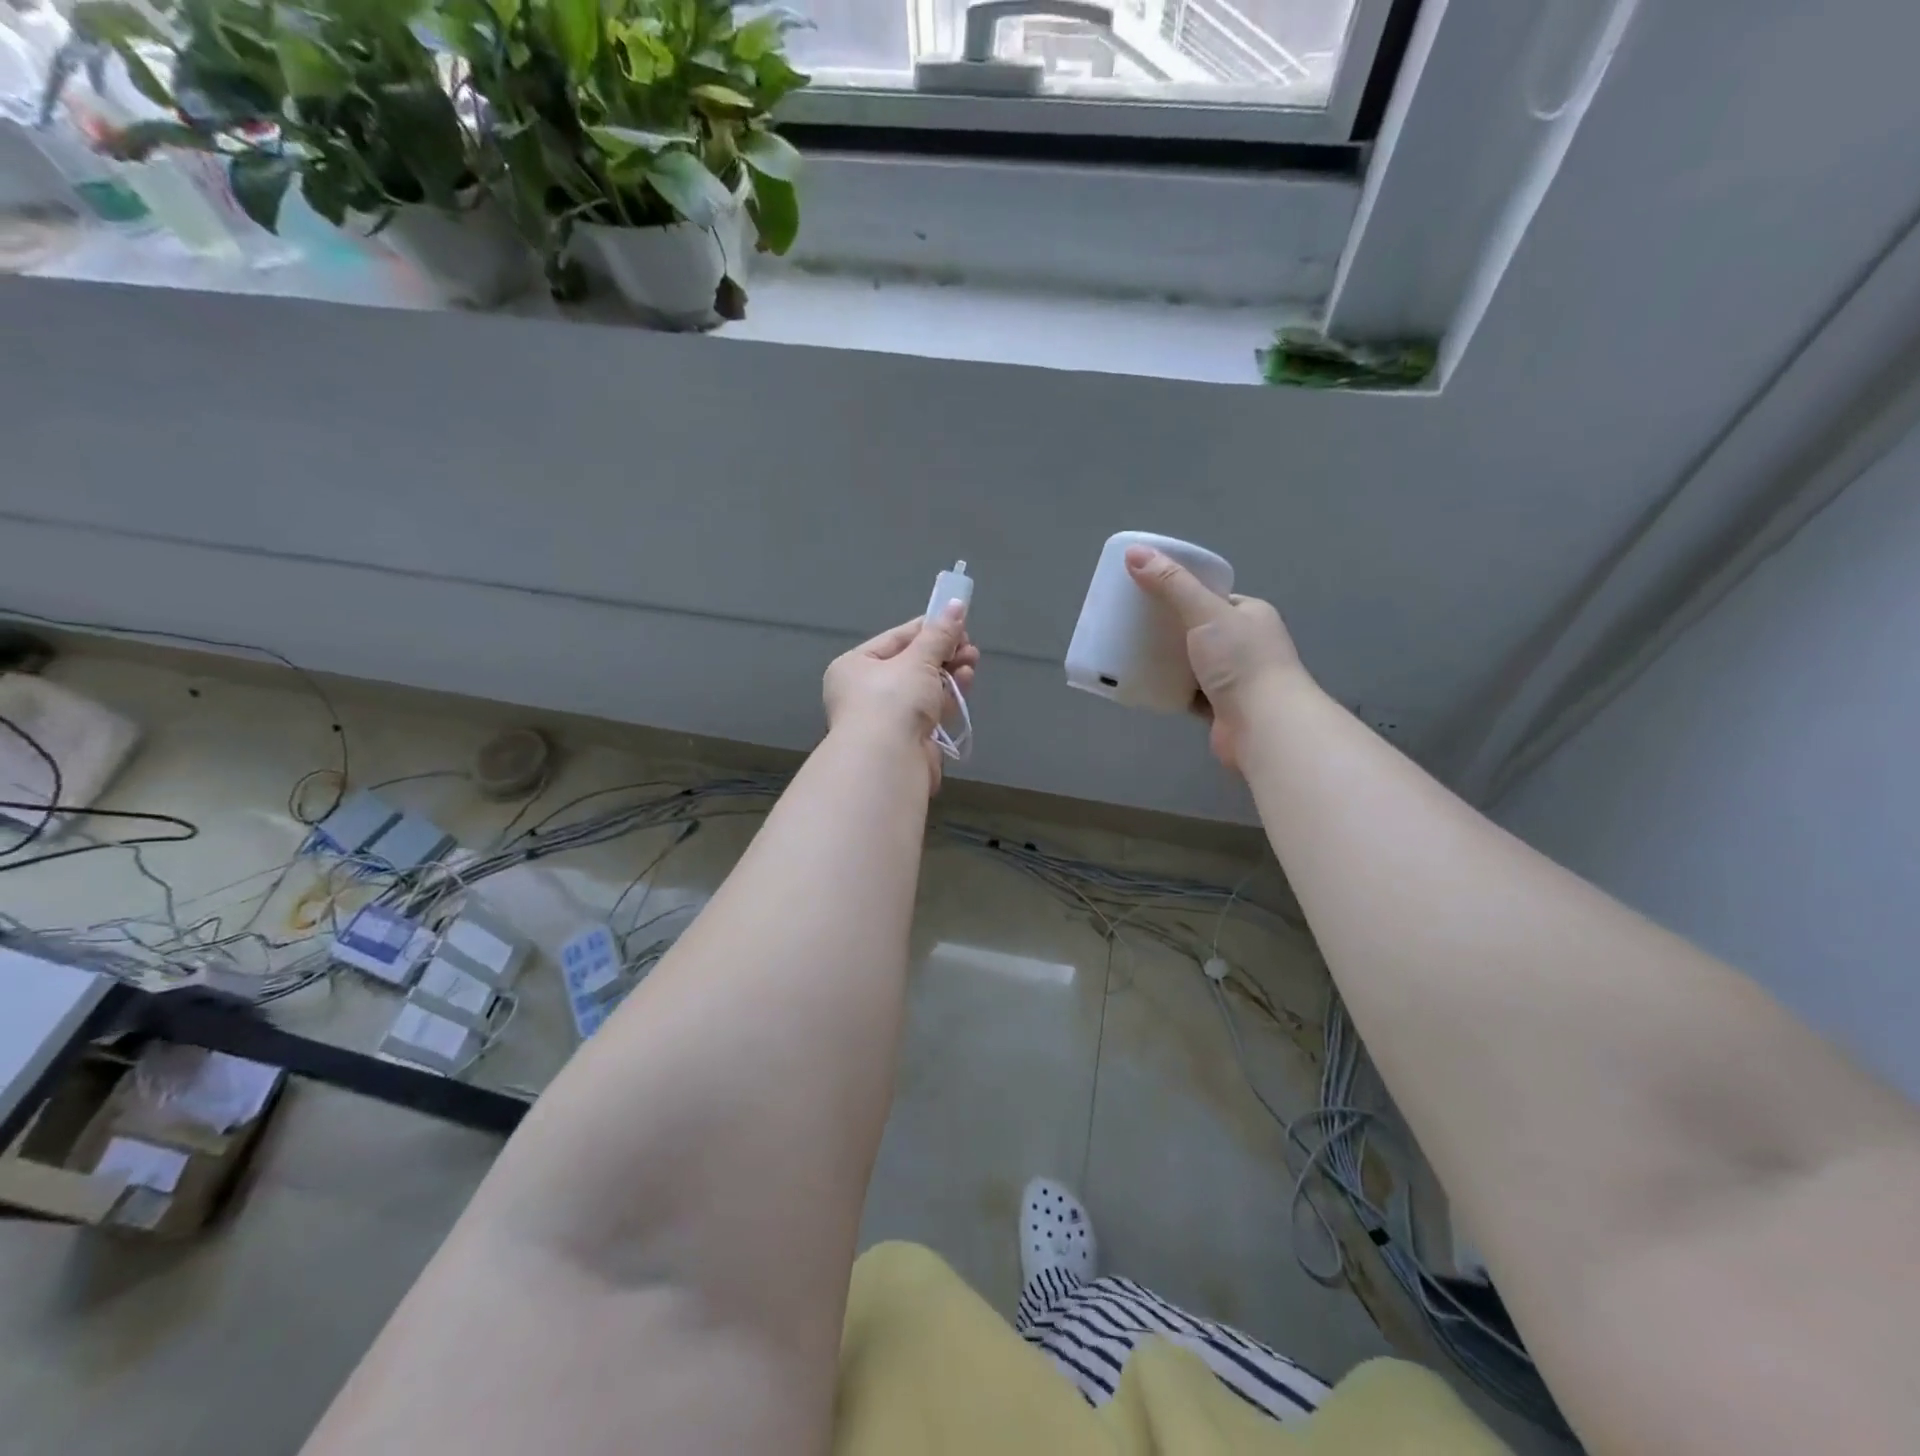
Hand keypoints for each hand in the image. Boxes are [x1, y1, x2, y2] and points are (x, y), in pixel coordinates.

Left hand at [823, 602, 980, 784]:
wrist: (888, 761)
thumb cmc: (892, 700)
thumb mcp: (917, 660)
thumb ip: (939, 634)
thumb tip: (955, 604)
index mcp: (855, 666)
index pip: (895, 640)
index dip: (927, 629)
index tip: (956, 620)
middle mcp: (866, 692)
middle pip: (911, 664)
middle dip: (943, 653)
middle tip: (969, 644)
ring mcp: (887, 718)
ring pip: (924, 688)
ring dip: (949, 672)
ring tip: (972, 659)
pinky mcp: (909, 738)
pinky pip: (931, 710)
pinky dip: (949, 695)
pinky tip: (966, 681)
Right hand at [1125, 546, 1302, 770]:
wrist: (1264, 726)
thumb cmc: (1241, 662)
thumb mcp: (1205, 613)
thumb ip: (1171, 584)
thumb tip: (1134, 553)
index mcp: (1251, 615)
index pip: (1213, 598)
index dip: (1182, 592)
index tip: (1147, 593)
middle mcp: (1247, 645)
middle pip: (1199, 630)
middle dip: (1169, 629)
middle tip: (1132, 624)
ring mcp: (1234, 679)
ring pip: (1192, 663)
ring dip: (1168, 660)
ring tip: (1130, 652)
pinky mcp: (1220, 709)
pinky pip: (1188, 692)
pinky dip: (1169, 688)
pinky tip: (1144, 683)